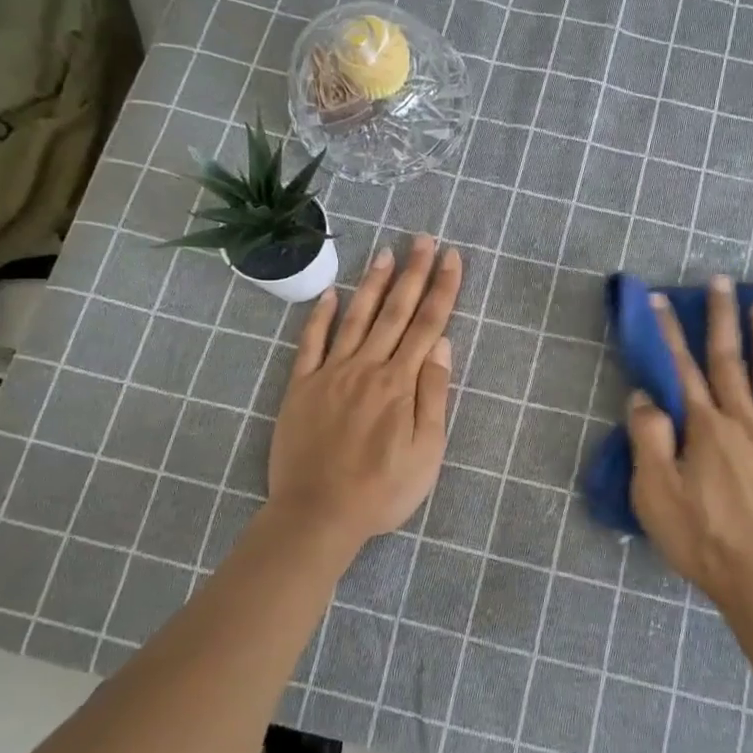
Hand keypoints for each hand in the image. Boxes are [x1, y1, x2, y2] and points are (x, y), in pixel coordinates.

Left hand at [267, 235, 461, 550]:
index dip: (442, 289)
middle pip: (394, 311)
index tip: (451, 257)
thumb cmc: (382, 490)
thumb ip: (433, 395)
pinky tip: (331, 295)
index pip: (427, 325)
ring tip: (385, 253)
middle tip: (422, 239)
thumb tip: (443, 345)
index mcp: (400, 383)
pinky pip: (311, 344)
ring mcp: (331, 373)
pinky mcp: (301, 387)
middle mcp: (367, 367)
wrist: (317, 513)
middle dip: (412, 273)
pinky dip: (320, 317)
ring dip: (372, 284)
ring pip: (355, 318)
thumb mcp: (426, 451)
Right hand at [627, 275, 752, 612]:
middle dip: (723, 319)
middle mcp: (745, 422)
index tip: (664, 301)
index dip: (671, 334)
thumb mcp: (656, 493)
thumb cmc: (702, 538)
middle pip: (731, 362)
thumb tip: (644, 397)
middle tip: (722, 282)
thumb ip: (649, 440)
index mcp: (706, 428)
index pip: (684, 370)